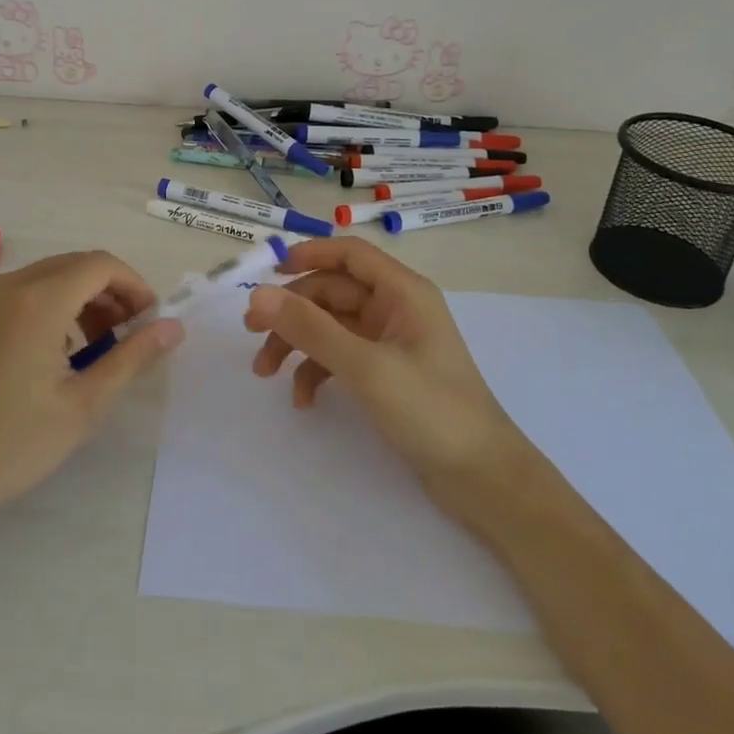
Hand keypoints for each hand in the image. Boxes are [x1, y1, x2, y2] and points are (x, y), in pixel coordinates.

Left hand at [0, 251, 182, 569]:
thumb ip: (132, 357)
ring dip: (81, 300)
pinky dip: (49, 308)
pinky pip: (20, 295)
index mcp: (39, 300)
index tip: (150, 322)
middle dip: (110, 292)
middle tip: (128, 336)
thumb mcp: (83, 405)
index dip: (135, 286)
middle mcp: (9, 287)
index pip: (101, 264)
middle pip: (74, 265)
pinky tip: (53, 356)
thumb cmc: (10, 445)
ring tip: (95, 350)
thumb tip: (173, 326)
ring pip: (47, 278)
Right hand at [244, 237, 528, 515]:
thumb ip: (310, 328)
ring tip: (265, 374)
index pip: (349, 254)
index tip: (266, 272)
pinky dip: (318, 372)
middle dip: (292, 311)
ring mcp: (391, 342)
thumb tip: (257, 295)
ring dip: (297, 344)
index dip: (307, 254)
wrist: (483, 479)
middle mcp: (397, 309)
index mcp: (402, 292)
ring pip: (331, 326)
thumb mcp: (365, 366)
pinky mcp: (387, 373)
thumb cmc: (431, 410)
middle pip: (332, 292)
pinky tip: (303, 400)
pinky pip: (341, 357)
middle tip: (250, 332)